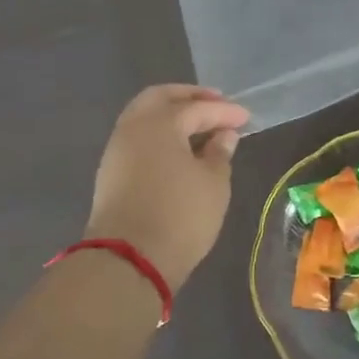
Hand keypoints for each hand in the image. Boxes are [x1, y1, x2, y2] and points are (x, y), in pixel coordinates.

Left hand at [84, 85, 250, 288]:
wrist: (128, 262)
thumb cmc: (180, 215)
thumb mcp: (214, 183)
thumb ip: (220, 153)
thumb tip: (223, 135)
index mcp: (159, 123)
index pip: (197, 108)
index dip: (224, 112)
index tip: (246, 118)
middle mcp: (133, 128)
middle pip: (160, 98)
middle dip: (189, 96)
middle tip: (216, 102)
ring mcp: (117, 150)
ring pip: (144, 117)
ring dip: (172, 114)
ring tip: (201, 126)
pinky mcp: (111, 173)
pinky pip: (138, 138)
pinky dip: (160, 133)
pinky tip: (180, 147)